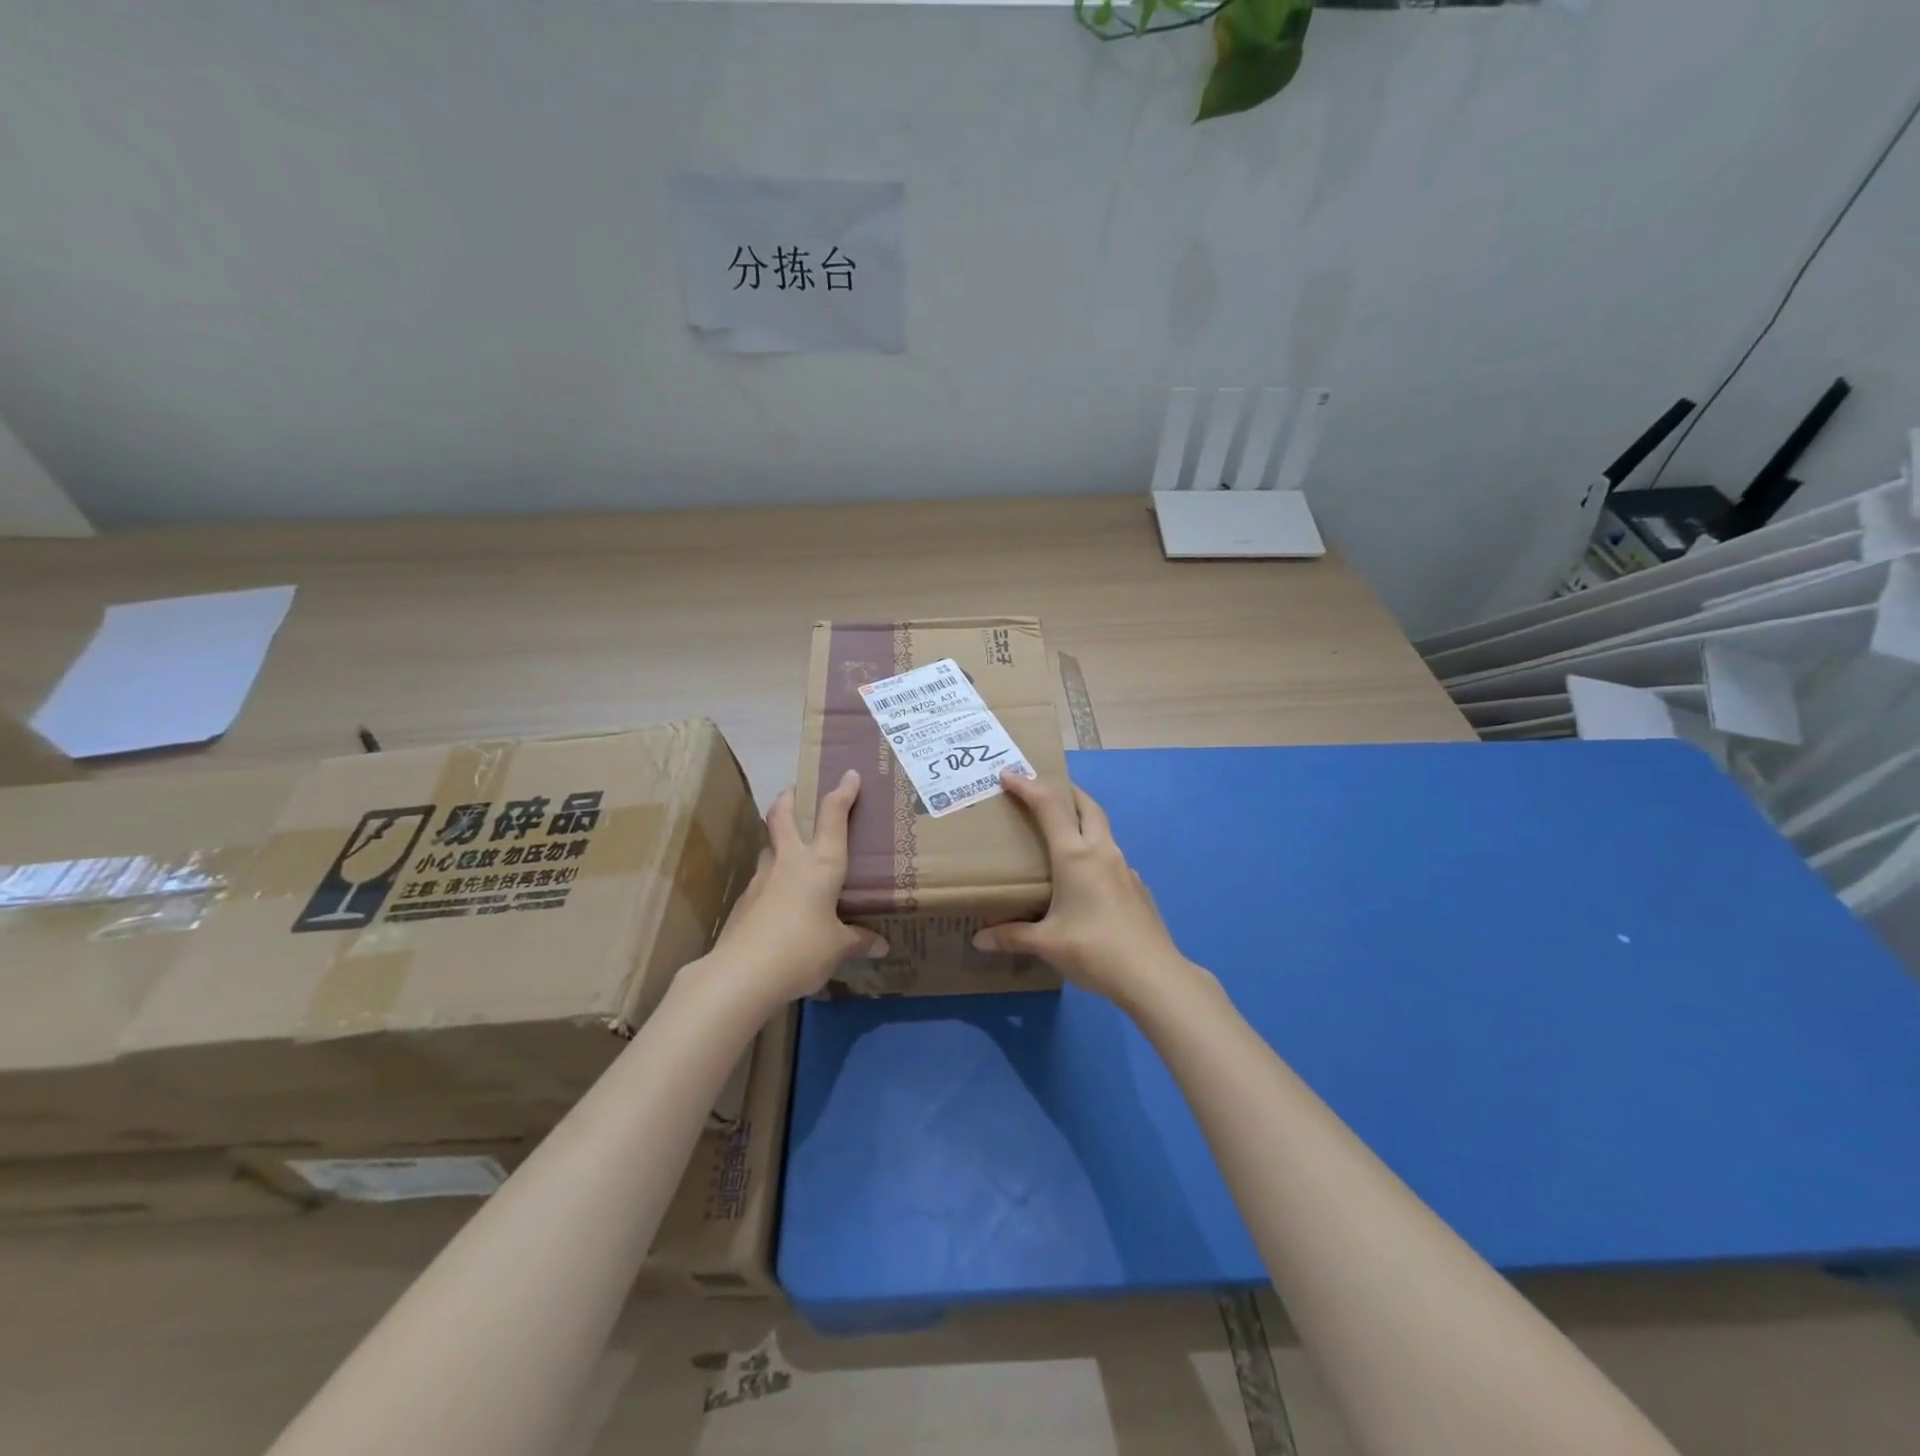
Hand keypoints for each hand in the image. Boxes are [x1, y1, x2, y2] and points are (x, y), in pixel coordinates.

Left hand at [711, 770, 887, 1002]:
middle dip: (789, 798)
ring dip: (778, 839)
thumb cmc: (802, 949)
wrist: (742, 973)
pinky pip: (762, 880)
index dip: (842, 792)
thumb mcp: (838, 948)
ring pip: (769, 846)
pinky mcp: (744, 901)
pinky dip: (772, 880)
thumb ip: (858, 941)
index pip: (833, 816)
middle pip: (782, 816)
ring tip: (790, 850)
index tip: (849, 774)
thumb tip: (880, 945)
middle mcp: (790, 861)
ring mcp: (762, 879)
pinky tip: (780, 900)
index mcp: (821, 864)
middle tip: (794, 790)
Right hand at [973, 769, 1191, 1005]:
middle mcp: (1102, 853)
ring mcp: (1125, 868)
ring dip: (1084, 821)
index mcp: (1076, 856)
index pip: (1049, 808)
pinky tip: (1087, 879)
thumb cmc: (1094, 950)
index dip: (1028, 787)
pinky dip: (1096, 852)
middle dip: (1066, 792)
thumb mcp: (1047, 944)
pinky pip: (1112, 858)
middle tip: (1045, 791)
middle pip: (1087, 807)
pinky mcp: (1138, 888)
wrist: (1154, 975)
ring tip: (1064, 834)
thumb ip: (1012, 937)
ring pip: (1103, 830)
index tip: (1009, 775)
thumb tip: (979, 940)